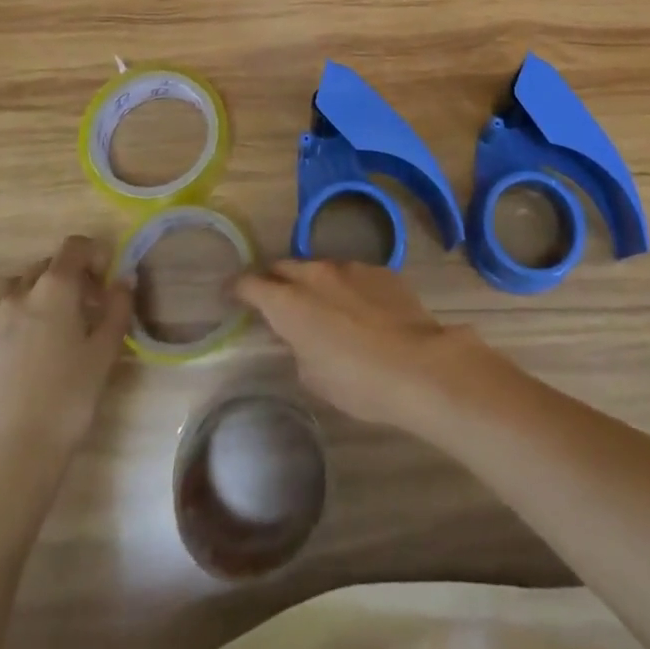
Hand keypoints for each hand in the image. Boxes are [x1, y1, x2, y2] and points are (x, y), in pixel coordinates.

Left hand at [0, 238, 132, 496]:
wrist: (14, 456)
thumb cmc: (69, 398)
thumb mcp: (106, 350)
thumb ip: (118, 306)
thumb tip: (123, 279)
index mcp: (54, 288)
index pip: (74, 247)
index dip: (93, 254)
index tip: (105, 278)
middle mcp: (16, 295)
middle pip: (43, 267)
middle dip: (66, 277)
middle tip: (84, 307)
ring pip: (9, 289)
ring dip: (30, 294)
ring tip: (44, 323)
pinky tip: (4, 339)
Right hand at [235, 260, 502, 429]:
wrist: (418, 365)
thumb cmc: (357, 382)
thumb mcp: (313, 376)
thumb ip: (297, 346)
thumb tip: (301, 334)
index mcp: (289, 303)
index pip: (250, 284)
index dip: (237, 288)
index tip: (231, 294)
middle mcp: (315, 274)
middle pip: (283, 267)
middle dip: (273, 280)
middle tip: (272, 299)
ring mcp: (350, 267)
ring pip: (320, 268)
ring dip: (312, 283)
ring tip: (321, 307)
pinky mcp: (380, 269)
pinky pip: (352, 274)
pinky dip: (346, 287)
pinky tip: (359, 310)